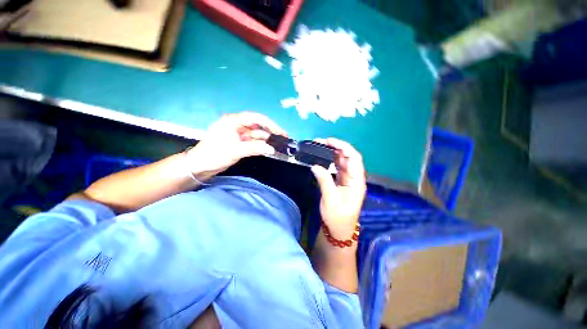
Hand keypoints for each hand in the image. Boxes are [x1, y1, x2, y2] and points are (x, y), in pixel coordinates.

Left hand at [186, 112, 286, 178]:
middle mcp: (237, 125)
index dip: (270, 124)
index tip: (280, 132)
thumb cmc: (214, 154)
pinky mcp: (239, 143)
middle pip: (258, 126)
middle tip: (283, 139)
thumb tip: (272, 149)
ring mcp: (238, 134)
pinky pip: (253, 142)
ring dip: (267, 140)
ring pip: (256, 135)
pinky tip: (269, 148)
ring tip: (279, 144)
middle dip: (270, 132)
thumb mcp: (235, 150)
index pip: (256, 118)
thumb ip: (255, 148)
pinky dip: (261, 145)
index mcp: (233, 121)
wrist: (199, 166)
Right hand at [311, 138, 365, 239]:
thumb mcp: (330, 199)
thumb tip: (315, 166)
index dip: (343, 147)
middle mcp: (354, 178)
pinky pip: (338, 168)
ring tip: (320, 147)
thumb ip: (324, 181)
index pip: (354, 158)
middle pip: (348, 157)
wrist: (339, 231)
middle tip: (321, 142)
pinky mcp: (342, 182)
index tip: (329, 141)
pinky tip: (323, 158)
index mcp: (356, 181)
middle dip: (336, 147)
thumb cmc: (338, 217)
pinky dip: (331, 161)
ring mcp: (348, 180)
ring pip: (343, 162)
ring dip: (333, 153)